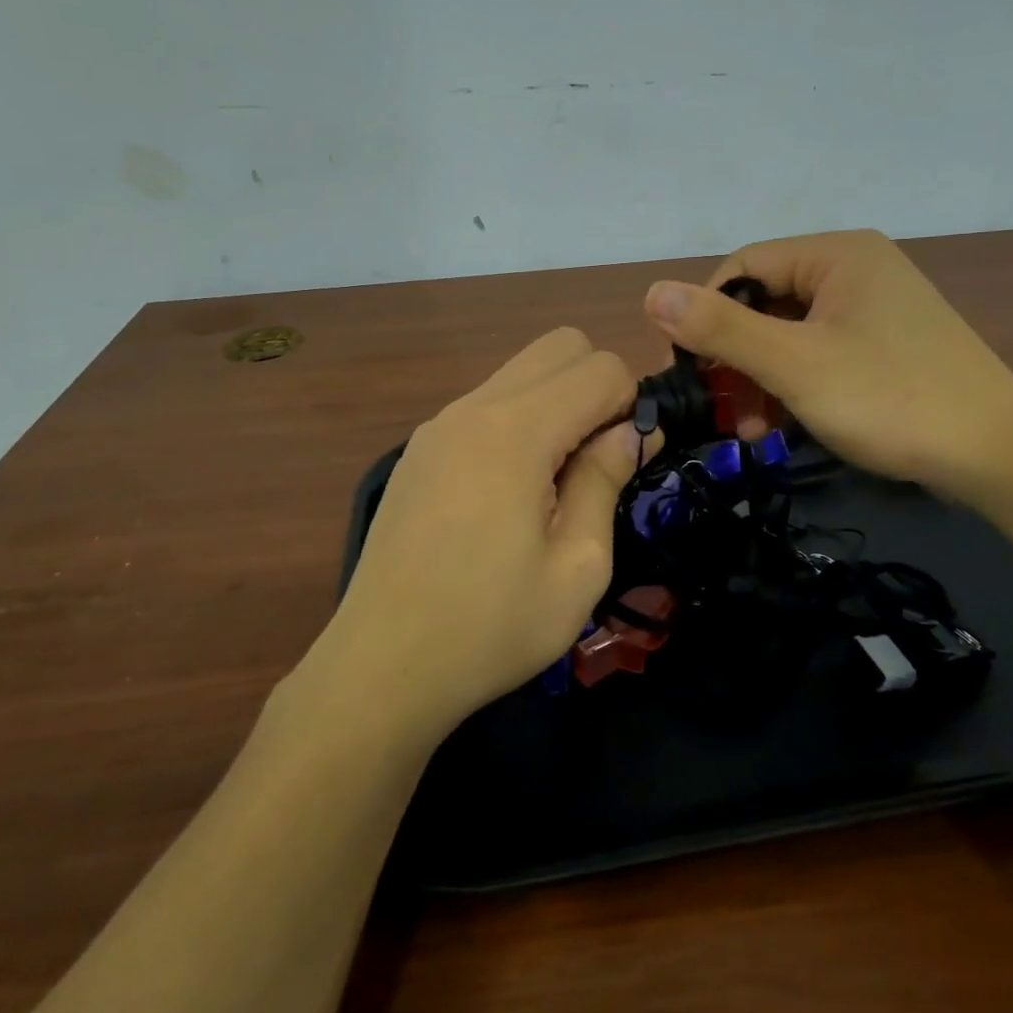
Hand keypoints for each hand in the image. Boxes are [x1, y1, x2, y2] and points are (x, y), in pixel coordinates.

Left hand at [322, 329, 638, 738]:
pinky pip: (487, 403)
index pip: (600, 367)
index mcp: (515, 431)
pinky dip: (518, 422)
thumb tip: (630, 432)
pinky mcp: (420, 448)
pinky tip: (508, 493)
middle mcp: (473, 407)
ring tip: (553, 481)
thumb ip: (605, 480)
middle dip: (595, 386)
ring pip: (521, 371)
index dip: (631, 404)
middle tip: (596, 458)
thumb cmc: (490, 627)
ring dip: (556, 403)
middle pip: (560, 345)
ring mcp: (439, 423)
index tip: (628, 460)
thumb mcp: (577, 567)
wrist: (381, 667)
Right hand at [643, 229, 1012, 503]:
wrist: (1000, 458)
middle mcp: (855, 270)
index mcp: (836, 255)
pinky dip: (790, 387)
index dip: (702, 315)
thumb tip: (651, 292)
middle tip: (713, 409)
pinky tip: (777, 427)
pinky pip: (817, 354)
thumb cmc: (890, 398)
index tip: (682, 370)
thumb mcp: (794, 364)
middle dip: (733, 359)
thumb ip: (720, 328)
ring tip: (746, 430)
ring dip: (757, 380)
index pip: (741, 268)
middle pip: (764, 303)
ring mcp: (873, 309)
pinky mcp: (884, 345)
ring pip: (788, 334)